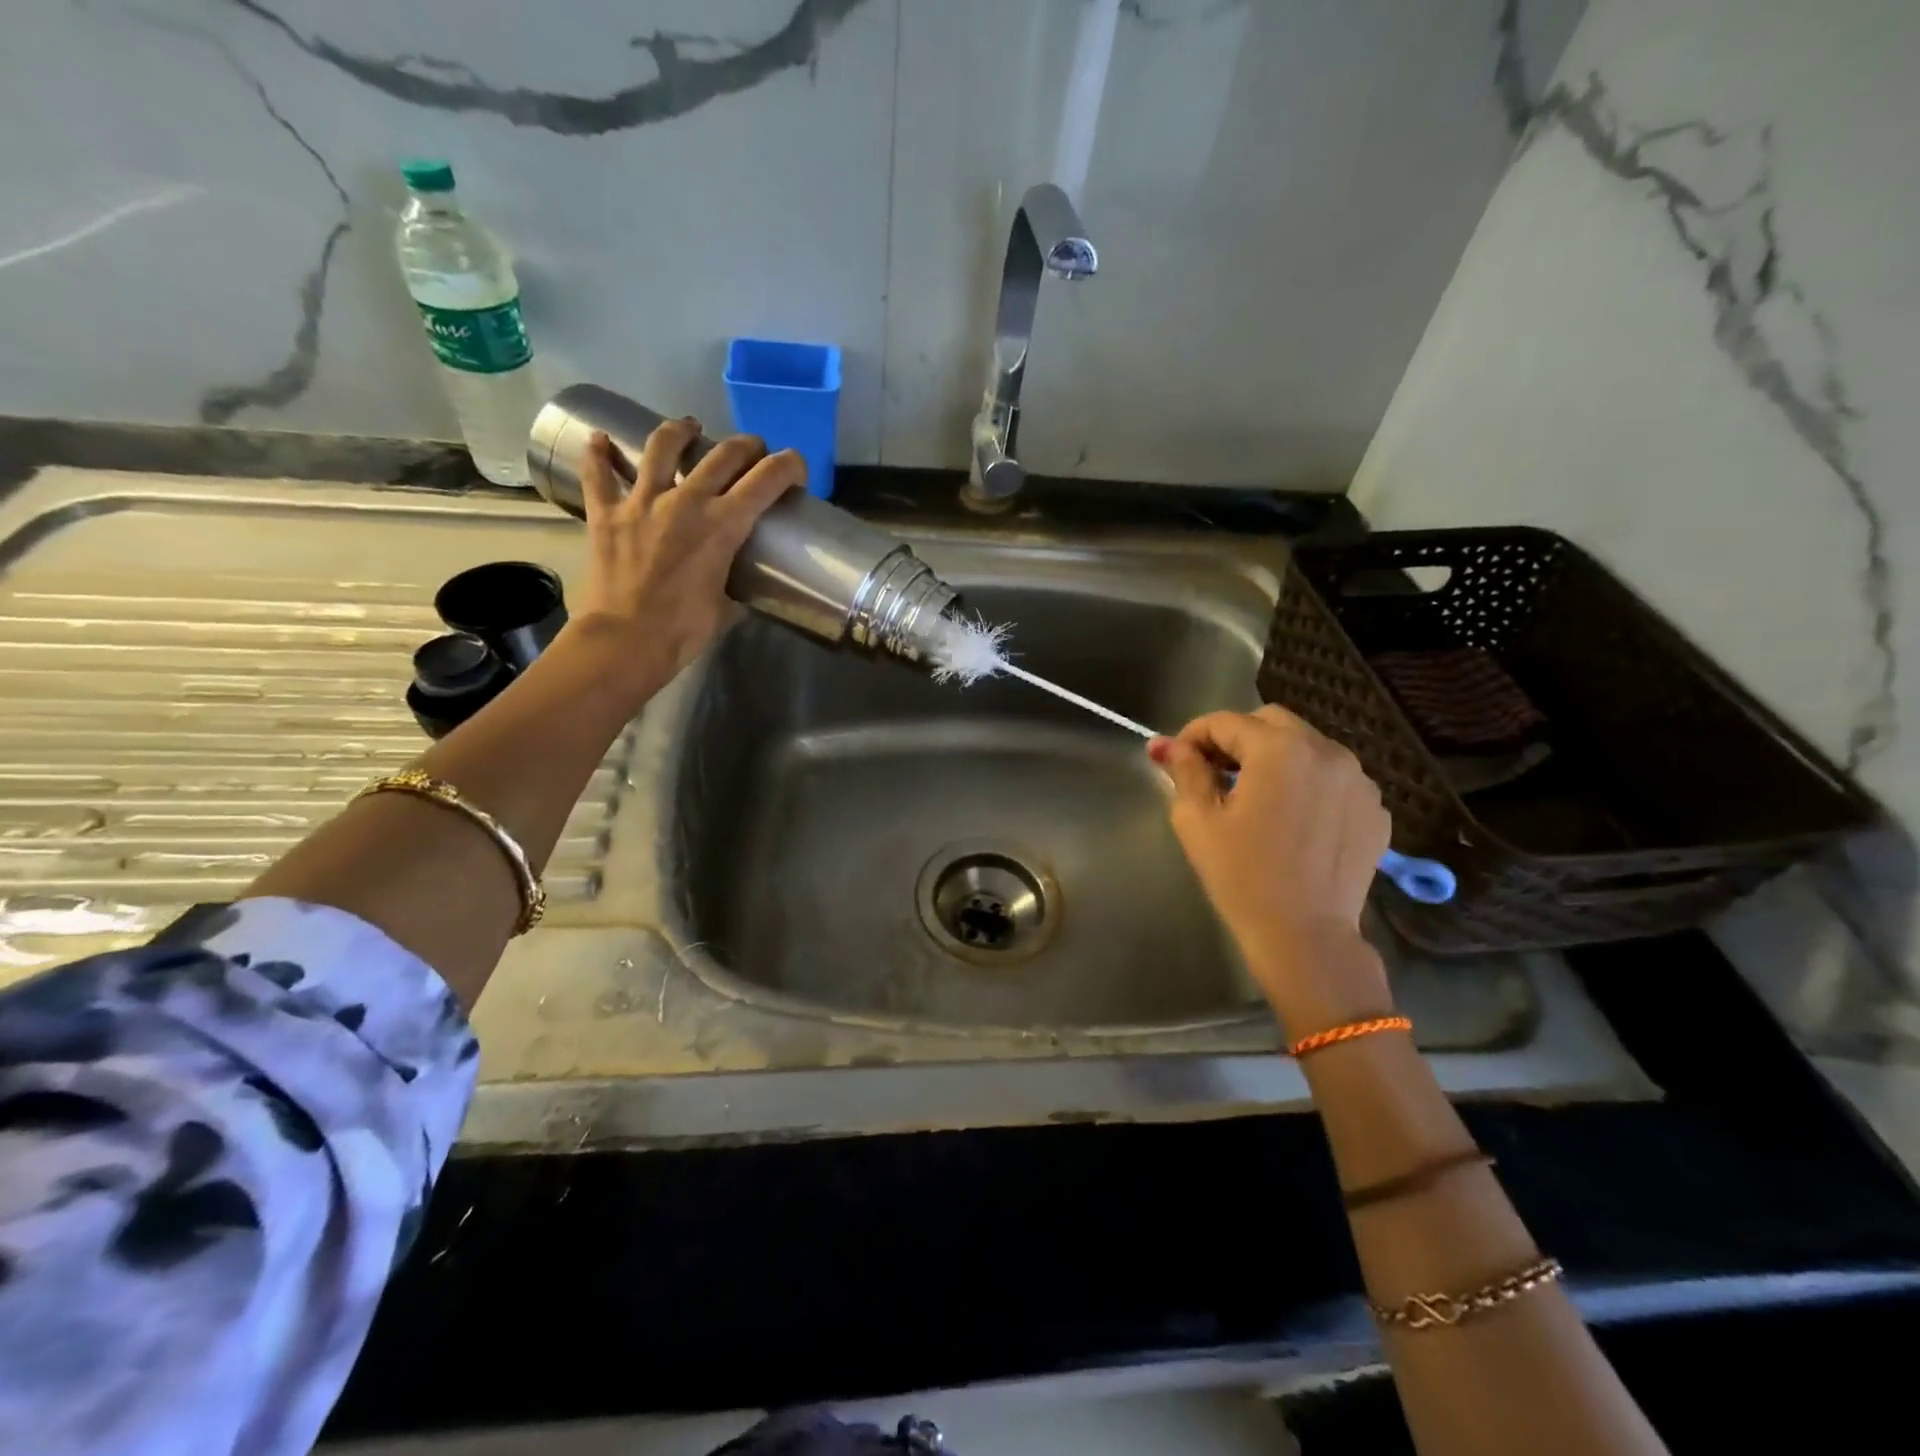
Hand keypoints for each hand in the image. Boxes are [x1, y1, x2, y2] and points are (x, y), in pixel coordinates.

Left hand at [568, 421, 802, 701]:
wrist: (626, 640)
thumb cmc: (684, 630)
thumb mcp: (726, 607)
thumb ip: (733, 586)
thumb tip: (736, 586)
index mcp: (724, 525)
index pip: (767, 479)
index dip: (788, 466)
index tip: (796, 467)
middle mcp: (686, 500)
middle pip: (723, 455)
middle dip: (746, 446)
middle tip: (753, 450)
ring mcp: (642, 501)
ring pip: (662, 447)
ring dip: (680, 431)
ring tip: (688, 426)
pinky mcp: (606, 512)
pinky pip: (599, 473)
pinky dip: (599, 454)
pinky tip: (599, 440)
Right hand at [1151, 706, 1393, 1034]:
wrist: (1305, 937)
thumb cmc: (1241, 877)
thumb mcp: (1198, 820)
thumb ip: (1184, 770)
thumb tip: (1165, 744)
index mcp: (1279, 749)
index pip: (1225, 721)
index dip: (1193, 735)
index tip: (1177, 760)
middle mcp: (1327, 751)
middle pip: (1270, 722)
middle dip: (1237, 739)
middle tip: (1214, 773)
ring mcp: (1359, 780)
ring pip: (1306, 746)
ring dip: (1275, 758)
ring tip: (1255, 796)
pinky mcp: (1375, 809)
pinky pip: (1333, 778)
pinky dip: (1308, 784)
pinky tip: (1292, 819)